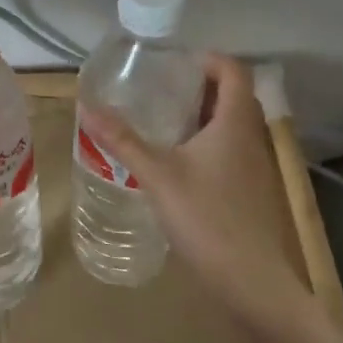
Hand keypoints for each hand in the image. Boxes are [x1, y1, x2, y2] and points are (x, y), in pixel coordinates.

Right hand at [79, 54, 312, 329]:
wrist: (252, 283)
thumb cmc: (207, 218)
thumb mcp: (158, 175)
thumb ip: (123, 140)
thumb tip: (86, 106)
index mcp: (235, 122)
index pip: (234, 71)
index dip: (209, 59)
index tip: (176, 62)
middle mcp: (251, 137)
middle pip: (235, 96)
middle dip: (202, 86)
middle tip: (164, 88)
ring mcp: (256, 167)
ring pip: (233, 126)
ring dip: (205, 116)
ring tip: (166, 120)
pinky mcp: (251, 191)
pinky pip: (232, 151)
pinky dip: (209, 143)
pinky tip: (180, 163)